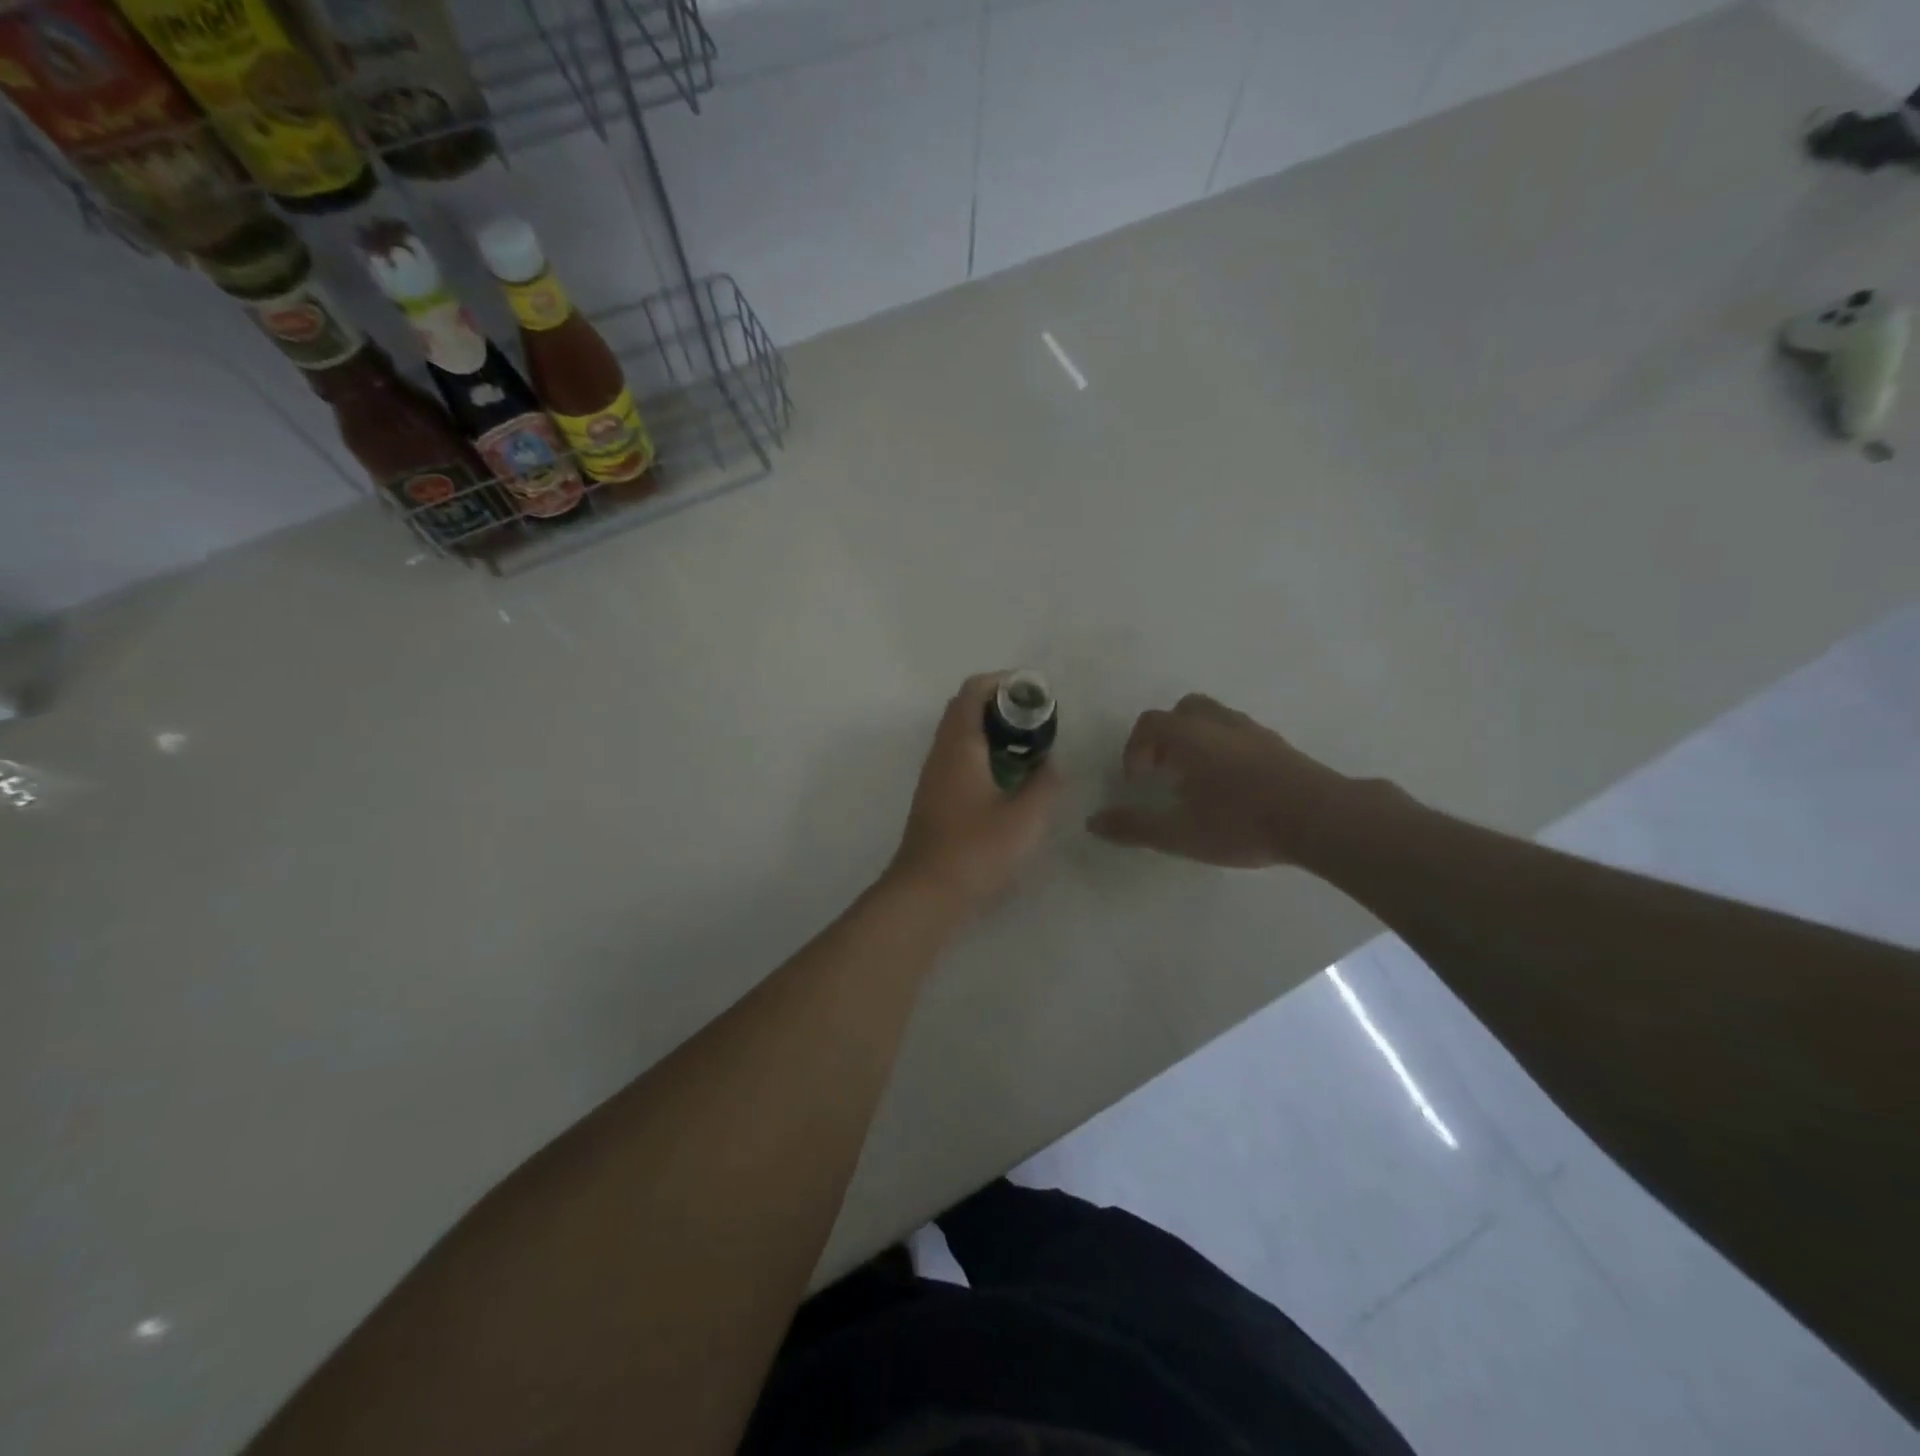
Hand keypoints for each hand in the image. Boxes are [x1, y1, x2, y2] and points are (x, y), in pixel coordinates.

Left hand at [889, 673, 1061, 908]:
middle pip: (965, 709)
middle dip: (1001, 705)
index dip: (1004, 682)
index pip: (973, 691)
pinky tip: (1008, 779)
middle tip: (1036, 720)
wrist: (926, 892)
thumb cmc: (976, 849)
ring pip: (961, 735)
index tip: (1035, 693)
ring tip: (1028, 747)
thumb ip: (1046, 783)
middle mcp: (941, 752)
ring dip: (992, 731)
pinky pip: (958, 758)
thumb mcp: (1026, 817)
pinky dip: (983, 753)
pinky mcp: (935, 797)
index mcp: (959, 745)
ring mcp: (934, 775)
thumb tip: (1051, 763)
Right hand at [1087, 693, 1370, 867]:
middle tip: (1164, 771)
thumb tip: (1093, 822)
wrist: (1321, 819)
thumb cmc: (1241, 822)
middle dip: (1166, 736)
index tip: (1137, 781)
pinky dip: (1225, 749)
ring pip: (1215, 719)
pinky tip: (1233, 786)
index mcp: (1188, 736)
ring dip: (1197, 740)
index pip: (1149, 724)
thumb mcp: (1179, 833)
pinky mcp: (1279, 745)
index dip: (1134, 749)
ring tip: (1197, 779)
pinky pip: (1240, 734)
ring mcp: (1253, 731)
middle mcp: (1218, 723)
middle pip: (1183, 710)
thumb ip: (1134, 826)